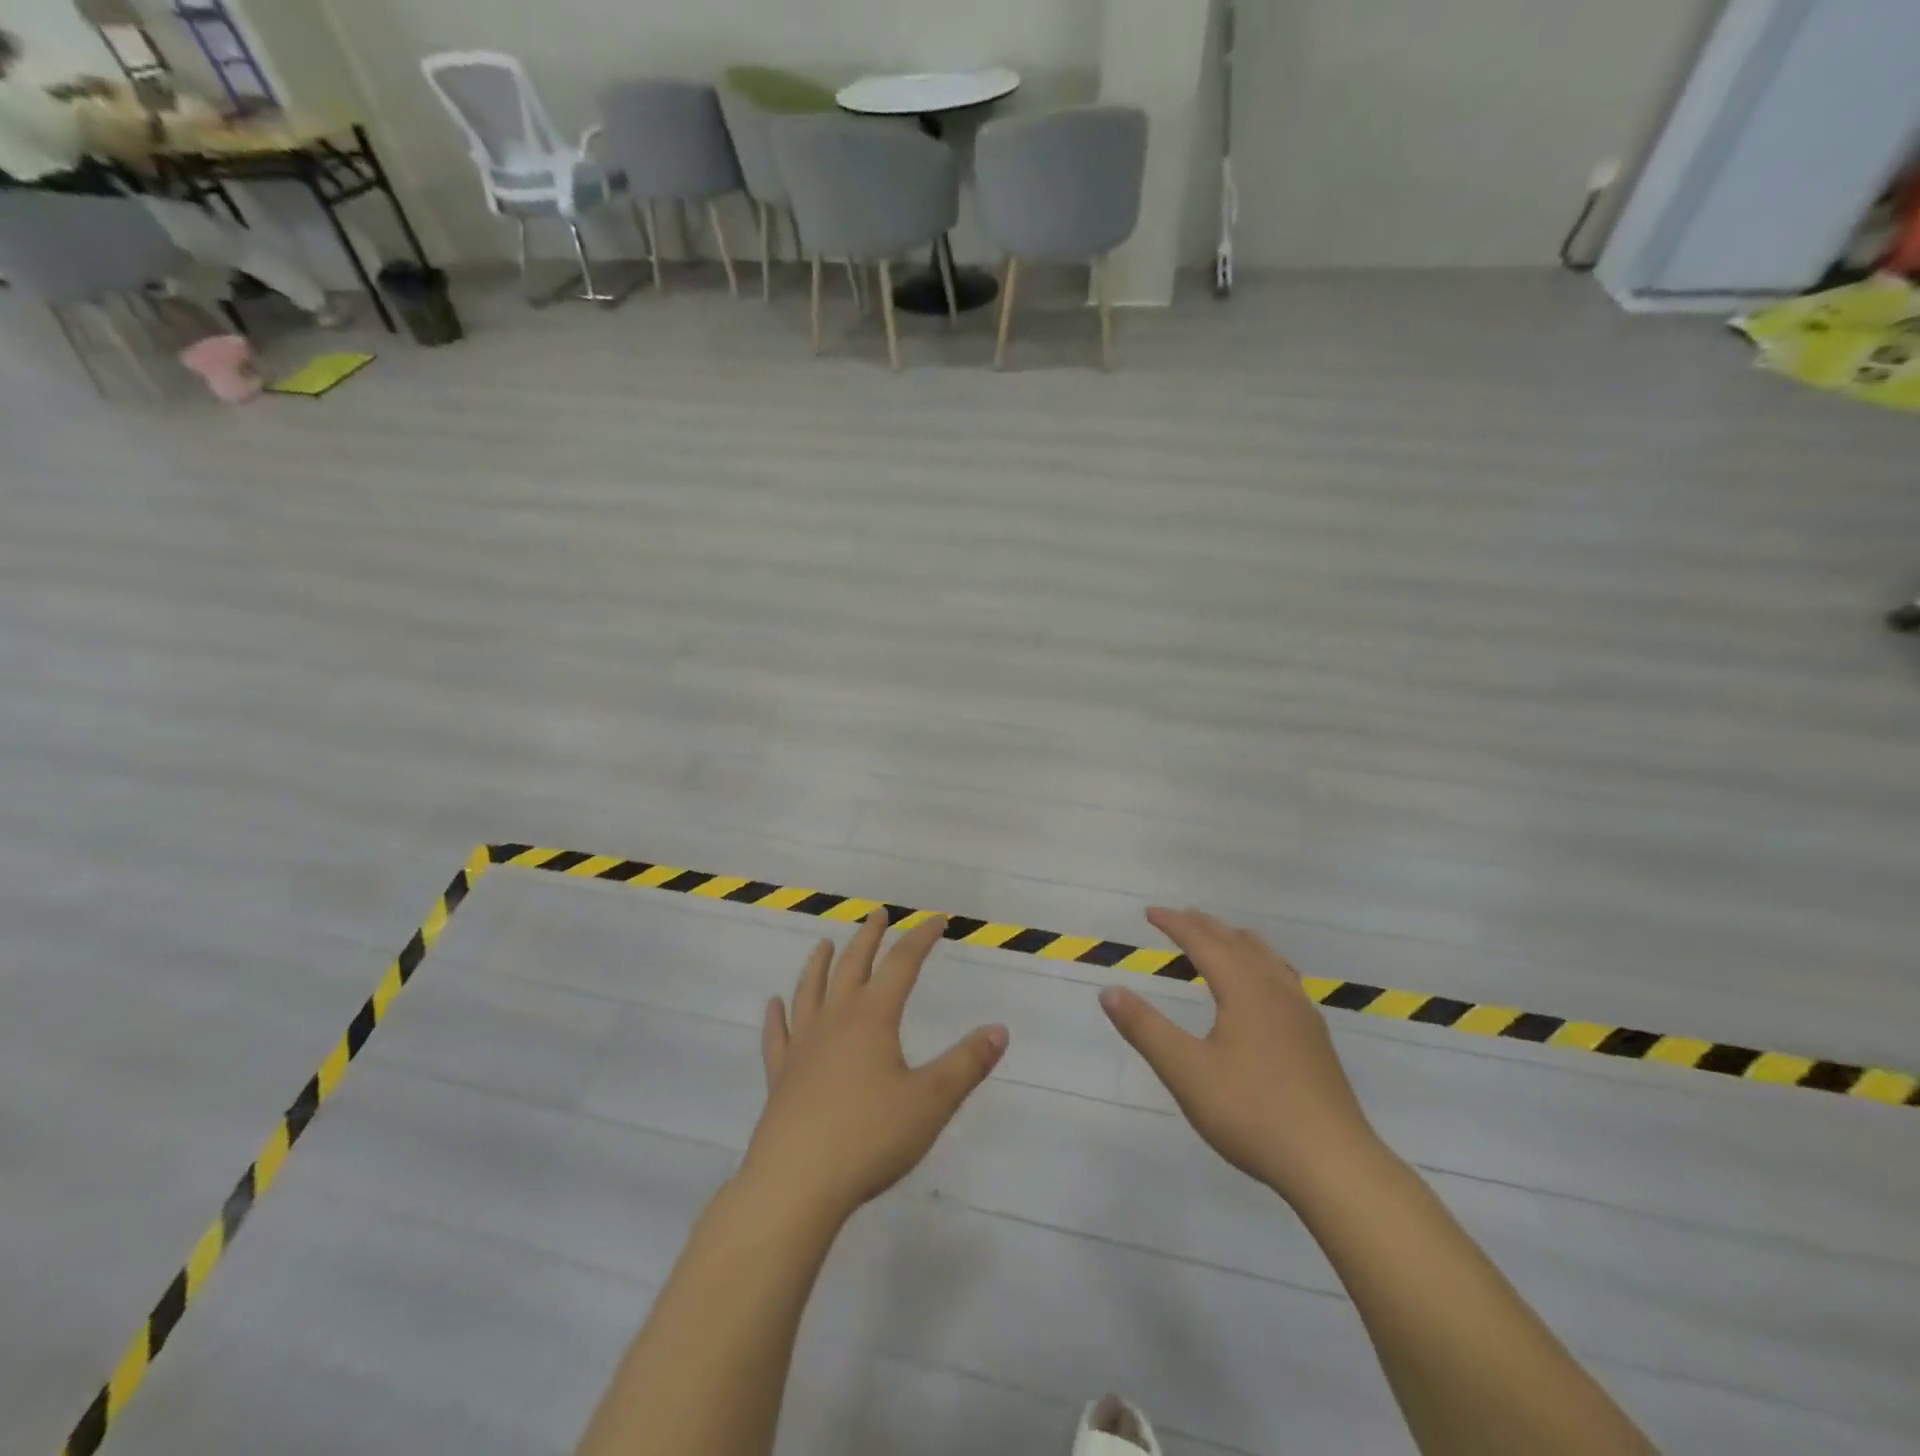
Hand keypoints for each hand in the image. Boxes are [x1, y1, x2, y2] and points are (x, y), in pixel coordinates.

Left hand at [744, 912, 1007, 1222]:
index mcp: (873, 1018)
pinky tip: (773, 1006)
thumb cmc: (869, 1137)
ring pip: (810, 992)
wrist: (795, 1184)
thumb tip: (999, 1030)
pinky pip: (777, 1037)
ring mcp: (802, 1048)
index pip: (902, 965)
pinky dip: (776, 1018)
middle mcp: (835, 1021)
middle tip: (878, 914)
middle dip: (869, 937)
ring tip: (824, 944)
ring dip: (819, 964)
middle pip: (853, 966)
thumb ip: (967, 1063)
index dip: (920, 939)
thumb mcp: (931, 1101)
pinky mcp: (780, 1078)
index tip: (936, 920)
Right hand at [1100, 907, 1381, 1204]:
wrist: (1333, 1164)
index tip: (1150, 913)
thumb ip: (1145, 1028)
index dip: (1176, 925)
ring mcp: (1302, 1015)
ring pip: (1267, 959)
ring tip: (1220, 940)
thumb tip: (1109, 991)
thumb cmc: (1252, 1113)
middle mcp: (1276, 991)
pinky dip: (1260, 964)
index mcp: (1245, 990)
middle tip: (1180, 918)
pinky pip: (1283, 979)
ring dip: (1236, 942)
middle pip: (1238, 943)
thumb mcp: (1186, 1072)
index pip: (1204, 942)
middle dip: (1205, 927)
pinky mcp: (1315, 1040)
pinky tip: (1262, 989)